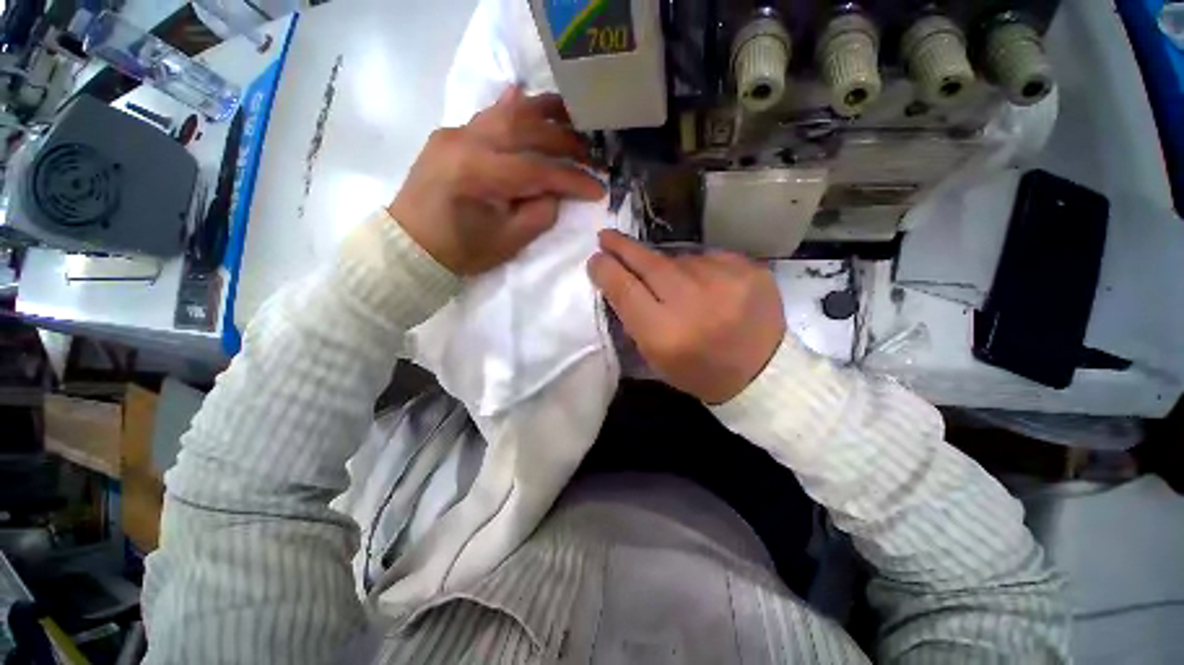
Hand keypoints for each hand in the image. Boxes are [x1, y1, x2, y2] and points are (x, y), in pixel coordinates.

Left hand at [389, 86, 603, 274]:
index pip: (538, 169)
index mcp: (479, 173)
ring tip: (572, 115)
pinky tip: (523, 94)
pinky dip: (509, 106)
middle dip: (565, 140)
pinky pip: (485, 114)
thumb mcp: (508, 242)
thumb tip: (557, 192)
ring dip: (543, 113)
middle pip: (527, 130)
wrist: (411, 245)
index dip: (573, 178)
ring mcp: (455, 133)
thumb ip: (539, 214)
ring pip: (507, 112)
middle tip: (591, 153)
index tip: (598, 187)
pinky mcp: (450, 136)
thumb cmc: (460, 251)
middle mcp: (466, 141)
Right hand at [588, 230, 786, 403]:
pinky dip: (700, 269)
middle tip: (606, 237)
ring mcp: (725, 281)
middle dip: (623, 248)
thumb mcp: (656, 358)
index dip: (606, 270)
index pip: (625, 290)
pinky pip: (709, 258)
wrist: (762, 373)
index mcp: (665, 334)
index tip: (595, 259)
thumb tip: (618, 280)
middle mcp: (693, 303)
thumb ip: (634, 319)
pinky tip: (706, 285)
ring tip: (677, 287)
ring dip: (669, 268)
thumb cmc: (699, 371)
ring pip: (680, 259)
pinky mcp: (750, 269)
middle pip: (649, 263)